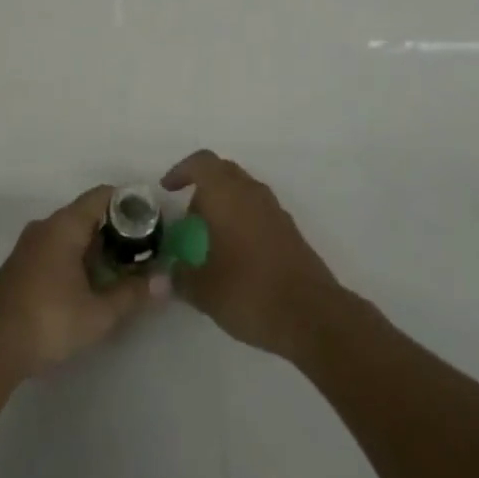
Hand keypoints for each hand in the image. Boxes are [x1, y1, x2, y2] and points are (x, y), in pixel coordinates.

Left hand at [0, 185, 166, 380]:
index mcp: (65, 225)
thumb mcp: (98, 313)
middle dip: (116, 229)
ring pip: (71, 233)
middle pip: (87, 213)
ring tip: (122, 269)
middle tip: (143, 250)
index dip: (129, 203)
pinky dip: (77, 258)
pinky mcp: (20, 267)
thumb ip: (132, 294)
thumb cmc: (47, 321)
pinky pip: (56, 249)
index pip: (102, 195)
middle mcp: (46, 226)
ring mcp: (29, 246)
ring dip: (96, 247)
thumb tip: (166, 281)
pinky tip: (89, 285)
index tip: (152, 221)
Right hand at [162, 150, 342, 360]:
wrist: (311, 315)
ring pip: (243, 191)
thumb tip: (167, 274)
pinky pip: (258, 211)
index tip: (167, 189)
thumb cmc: (249, 291)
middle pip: (223, 172)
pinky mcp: (289, 230)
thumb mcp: (203, 290)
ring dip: (224, 203)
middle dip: (202, 187)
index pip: (201, 163)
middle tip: (188, 216)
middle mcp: (251, 192)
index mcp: (226, 194)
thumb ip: (180, 277)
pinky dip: (242, 220)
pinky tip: (236, 253)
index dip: (181, 171)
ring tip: (210, 237)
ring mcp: (274, 210)